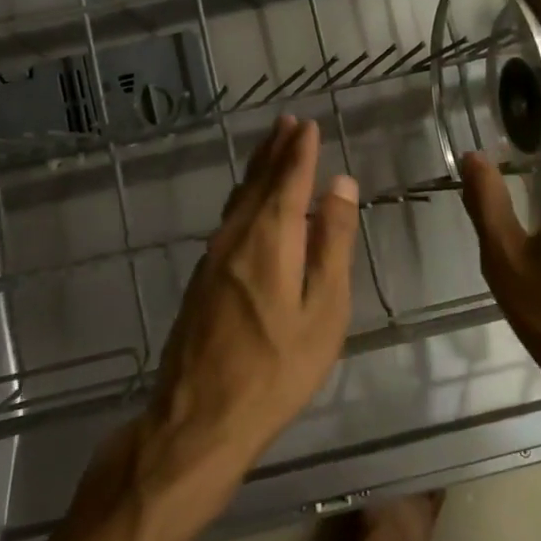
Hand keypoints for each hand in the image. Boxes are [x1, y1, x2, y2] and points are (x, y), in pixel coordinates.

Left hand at [137, 116, 359, 501]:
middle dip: (274, 151)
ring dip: (257, 170)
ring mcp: (212, 258)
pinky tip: (250, 204)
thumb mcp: (322, 310)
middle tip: (287, 122)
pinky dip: (245, 198)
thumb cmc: (276, 370)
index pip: (287, 180)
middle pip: (257, 183)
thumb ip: (331, 244)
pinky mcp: (201, 279)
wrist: (199, 417)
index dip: (298, 151)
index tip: (307, 125)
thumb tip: (340, 185)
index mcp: (268, 239)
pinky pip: (228, 221)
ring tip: (271, 149)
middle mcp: (235, 237)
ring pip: (239, 200)